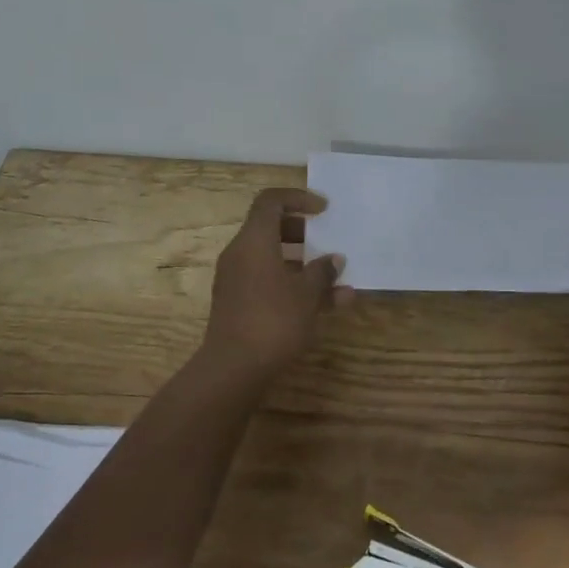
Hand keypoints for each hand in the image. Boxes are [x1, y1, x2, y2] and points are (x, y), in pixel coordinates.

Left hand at [201, 187, 345, 373]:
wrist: (233, 369)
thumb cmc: (273, 320)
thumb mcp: (307, 294)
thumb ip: (323, 272)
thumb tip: (334, 260)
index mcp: (254, 240)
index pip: (271, 201)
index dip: (298, 198)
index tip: (323, 210)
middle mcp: (240, 253)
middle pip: (269, 228)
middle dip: (301, 231)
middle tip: (326, 239)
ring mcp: (236, 279)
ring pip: (271, 258)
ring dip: (302, 263)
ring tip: (335, 279)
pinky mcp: (237, 303)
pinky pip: (267, 281)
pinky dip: (291, 284)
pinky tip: (323, 305)